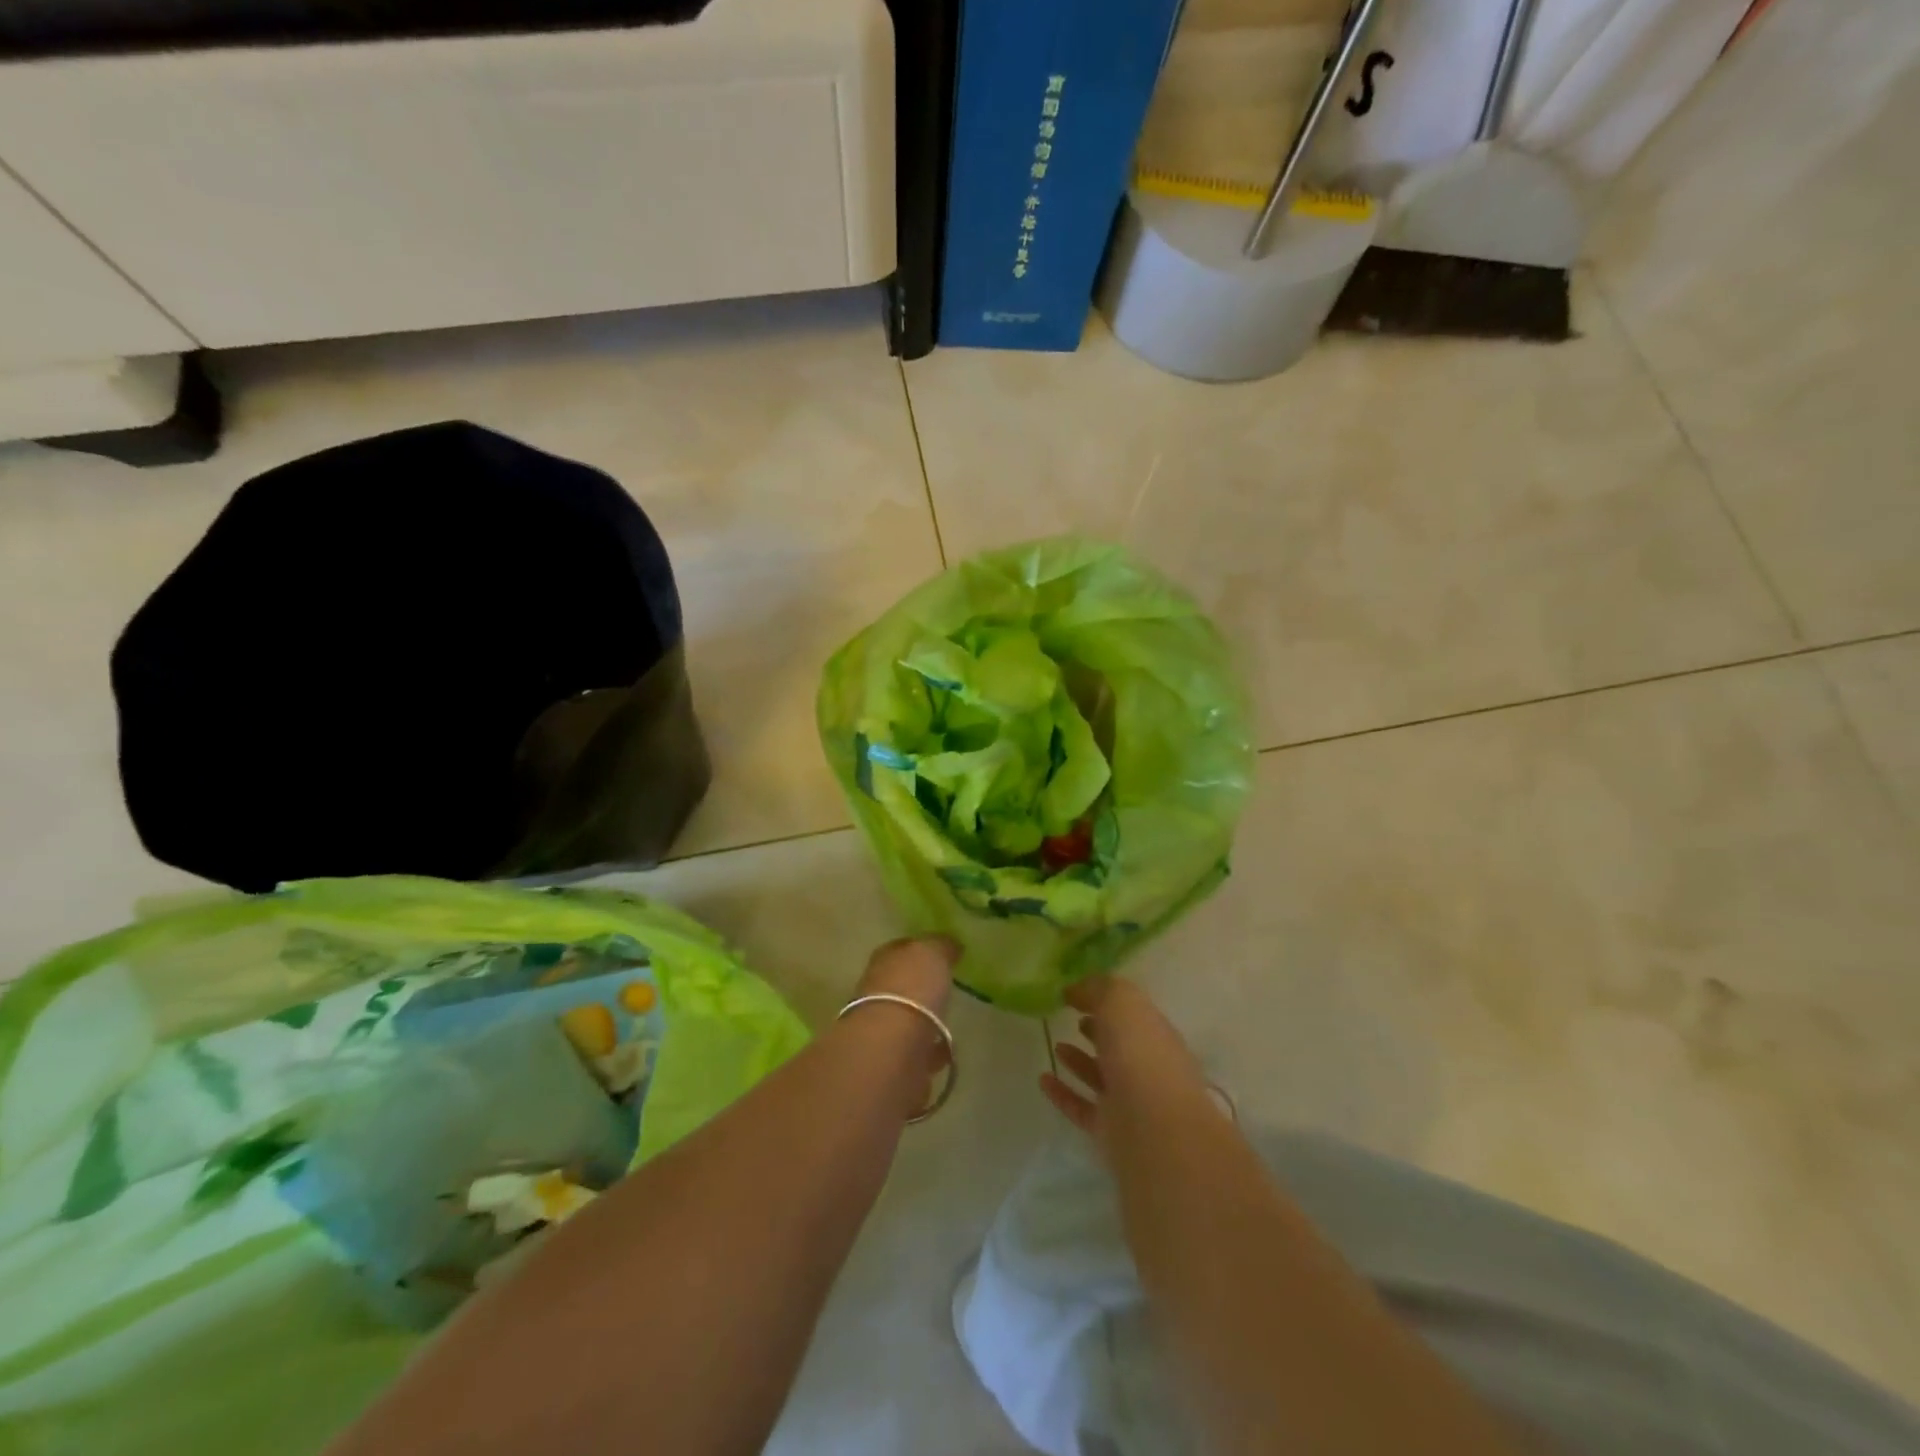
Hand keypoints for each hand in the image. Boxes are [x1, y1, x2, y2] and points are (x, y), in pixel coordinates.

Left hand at [845, 937, 957, 1118]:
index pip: (900, 949)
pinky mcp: (894, 1064)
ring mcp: (883, 1032)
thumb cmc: (911, 990)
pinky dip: (930, 1052)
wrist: (892, 1049)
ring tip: (949, 1023)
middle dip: (919, 989)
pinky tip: (948, 1051)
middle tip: (944, 989)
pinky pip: (917, 1054)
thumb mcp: (931, 953)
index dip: (918, 949)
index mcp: (884, 962)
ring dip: (924, 1023)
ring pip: (907, 1021)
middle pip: (901, 986)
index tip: (941, 953)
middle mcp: (877, 994)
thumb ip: (940, 946)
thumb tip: (950, 944)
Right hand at [1041, 976, 1216, 1151]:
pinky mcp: (1109, 1129)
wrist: (1154, 1129)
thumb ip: (1098, 989)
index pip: (1131, 1011)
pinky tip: (1043, 1079)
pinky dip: (1062, 1093)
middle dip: (1099, 1028)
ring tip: (1056, 1044)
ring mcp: (1128, 1100)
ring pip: (1101, 1075)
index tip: (1075, 992)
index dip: (1106, 999)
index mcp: (1155, 1033)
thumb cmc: (1141, 1054)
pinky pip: (1081, 1106)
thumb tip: (1075, 989)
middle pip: (1120, 1043)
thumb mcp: (1121, 1002)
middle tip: (1072, 1015)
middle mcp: (1145, 1065)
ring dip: (1079, 1060)